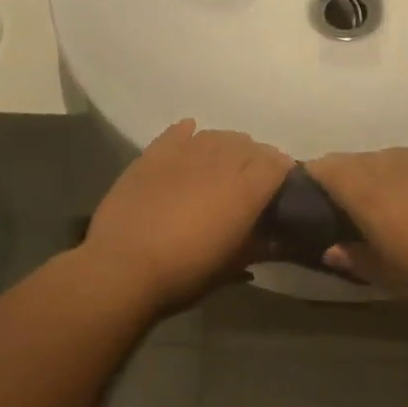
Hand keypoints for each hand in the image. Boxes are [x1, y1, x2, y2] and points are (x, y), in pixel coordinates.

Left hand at [80, 119, 291, 312]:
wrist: (123, 268)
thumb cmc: (184, 274)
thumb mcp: (231, 268)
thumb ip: (258, 246)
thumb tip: (276, 238)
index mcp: (246, 190)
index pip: (277, 164)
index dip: (284, 172)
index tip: (283, 186)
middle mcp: (220, 163)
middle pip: (249, 146)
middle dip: (257, 158)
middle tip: (254, 178)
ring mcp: (184, 154)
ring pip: (217, 136)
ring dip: (227, 145)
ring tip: (224, 161)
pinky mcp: (153, 155)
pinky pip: (178, 132)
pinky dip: (190, 133)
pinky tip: (191, 137)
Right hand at [305, 147, 407, 308]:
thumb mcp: (387, 275)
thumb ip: (354, 257)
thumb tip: (331, 249)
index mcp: (367, 192)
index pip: (327, 168)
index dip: (316, 177)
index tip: (315, 194)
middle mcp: (393, 164)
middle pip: (359, 160)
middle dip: (351, 176)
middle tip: (357, 205)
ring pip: (395, 158)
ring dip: (387, 174)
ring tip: (400, 202)